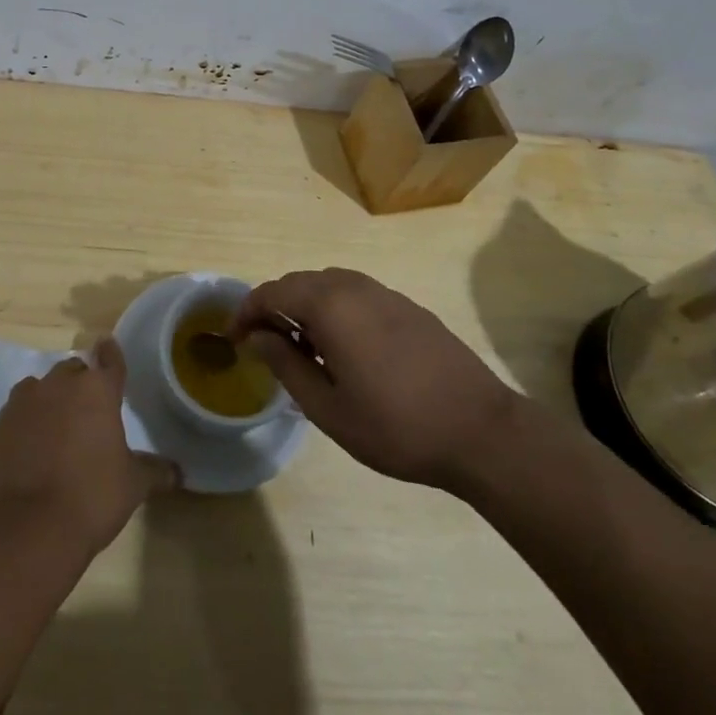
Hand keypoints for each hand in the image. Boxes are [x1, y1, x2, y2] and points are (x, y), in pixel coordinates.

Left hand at [0, 338, 178, 554]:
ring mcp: (20, 405)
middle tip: (86, 412)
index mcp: (96, 391)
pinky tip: (25, 455)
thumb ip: (155, 471)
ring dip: (46, 402)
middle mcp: (57, 386)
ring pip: (36, 390)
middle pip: (71, 372)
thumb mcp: (133, 486)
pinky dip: (20, 429)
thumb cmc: (92, 497)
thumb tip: (177, 472)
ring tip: (52, 430)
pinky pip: (11, 420)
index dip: (111, 354)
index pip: (109, 360)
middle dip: (78, 385)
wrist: (28, 529)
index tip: (108, 346)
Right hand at [231, 267, 521, 493]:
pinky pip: (356, 295)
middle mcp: (354, 287)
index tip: (233, 340)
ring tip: (301, 348)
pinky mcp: (408, 307)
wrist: (482, 431)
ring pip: (328, 285)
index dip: (245, 313)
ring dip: (305, 307)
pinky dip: (335, 310)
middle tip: (263, 346)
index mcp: (329, 305)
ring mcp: (385, 293)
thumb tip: (257, 337)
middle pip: (299, 283)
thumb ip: (285, 365)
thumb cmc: (396, 425)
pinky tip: (343, 349)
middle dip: (274, 308)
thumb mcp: (327, 407)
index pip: (271, 292)